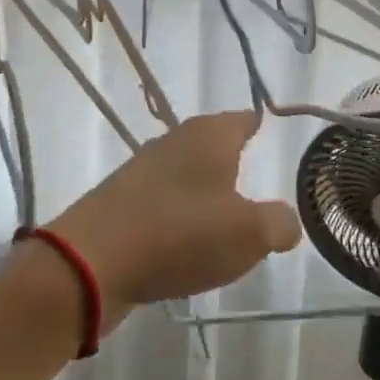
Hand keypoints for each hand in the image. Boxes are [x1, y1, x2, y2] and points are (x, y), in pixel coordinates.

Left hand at [50, 112, 300, 319]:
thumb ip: (278, 223)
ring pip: (187, 175)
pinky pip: (163, 204)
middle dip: (233, 164)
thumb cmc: (181, 234)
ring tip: (226, 224)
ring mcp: (143, 170)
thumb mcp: (248, 234)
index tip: (273, 136)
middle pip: (213, 145)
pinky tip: (185, 246)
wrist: (93, 261)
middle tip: (258, 189)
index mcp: (208, 135)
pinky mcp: (122, 201)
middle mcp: (174, 142)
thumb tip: (285, 220)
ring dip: (205, 195)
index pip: (243, 118)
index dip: (260, 125)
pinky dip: (179, 219)